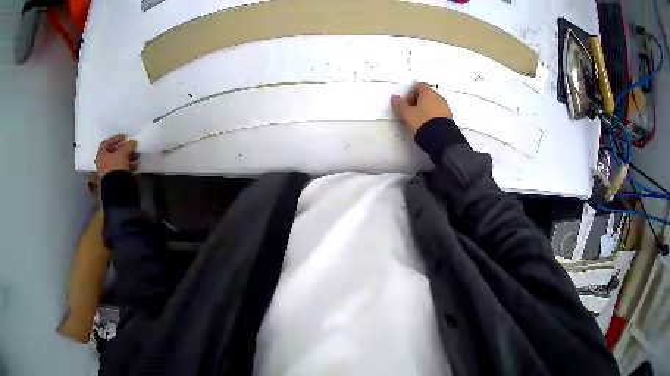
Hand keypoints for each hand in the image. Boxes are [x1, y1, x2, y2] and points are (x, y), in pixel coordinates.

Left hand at [94, 134, 138, 176]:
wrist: (116, 188)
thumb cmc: (116, 166)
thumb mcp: (123, 152)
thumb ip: (128, 145)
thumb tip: (133, 141)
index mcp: (101, 155)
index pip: (106, 143)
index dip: (116, 138)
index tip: (125, 137)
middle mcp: (102, 163)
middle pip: (113, 152)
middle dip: (124, 148)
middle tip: (132, 146)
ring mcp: (108, 172)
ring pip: (118, 161)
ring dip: (128, 157)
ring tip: (137, 156)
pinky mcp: (114, 179)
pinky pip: (121, 169)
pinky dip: (128, 165)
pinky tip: (135, 165)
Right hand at [391, 83, 452, 134]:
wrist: (441, 139)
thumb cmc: (423, 122)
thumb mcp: (407, 114)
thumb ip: (400, 105)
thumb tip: (395, 98)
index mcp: (428, 93)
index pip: (419, 85)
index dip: (411, 92)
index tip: (406, 101)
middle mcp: (439, 98)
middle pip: (427, 95)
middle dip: (419, 101)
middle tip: (411, 111)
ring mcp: (445, 108)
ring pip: (434, 104)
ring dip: (426, 109)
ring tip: (418, 120)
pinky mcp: (449, 119)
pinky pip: (439, 114)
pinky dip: (433, 117)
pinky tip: (427, 125)